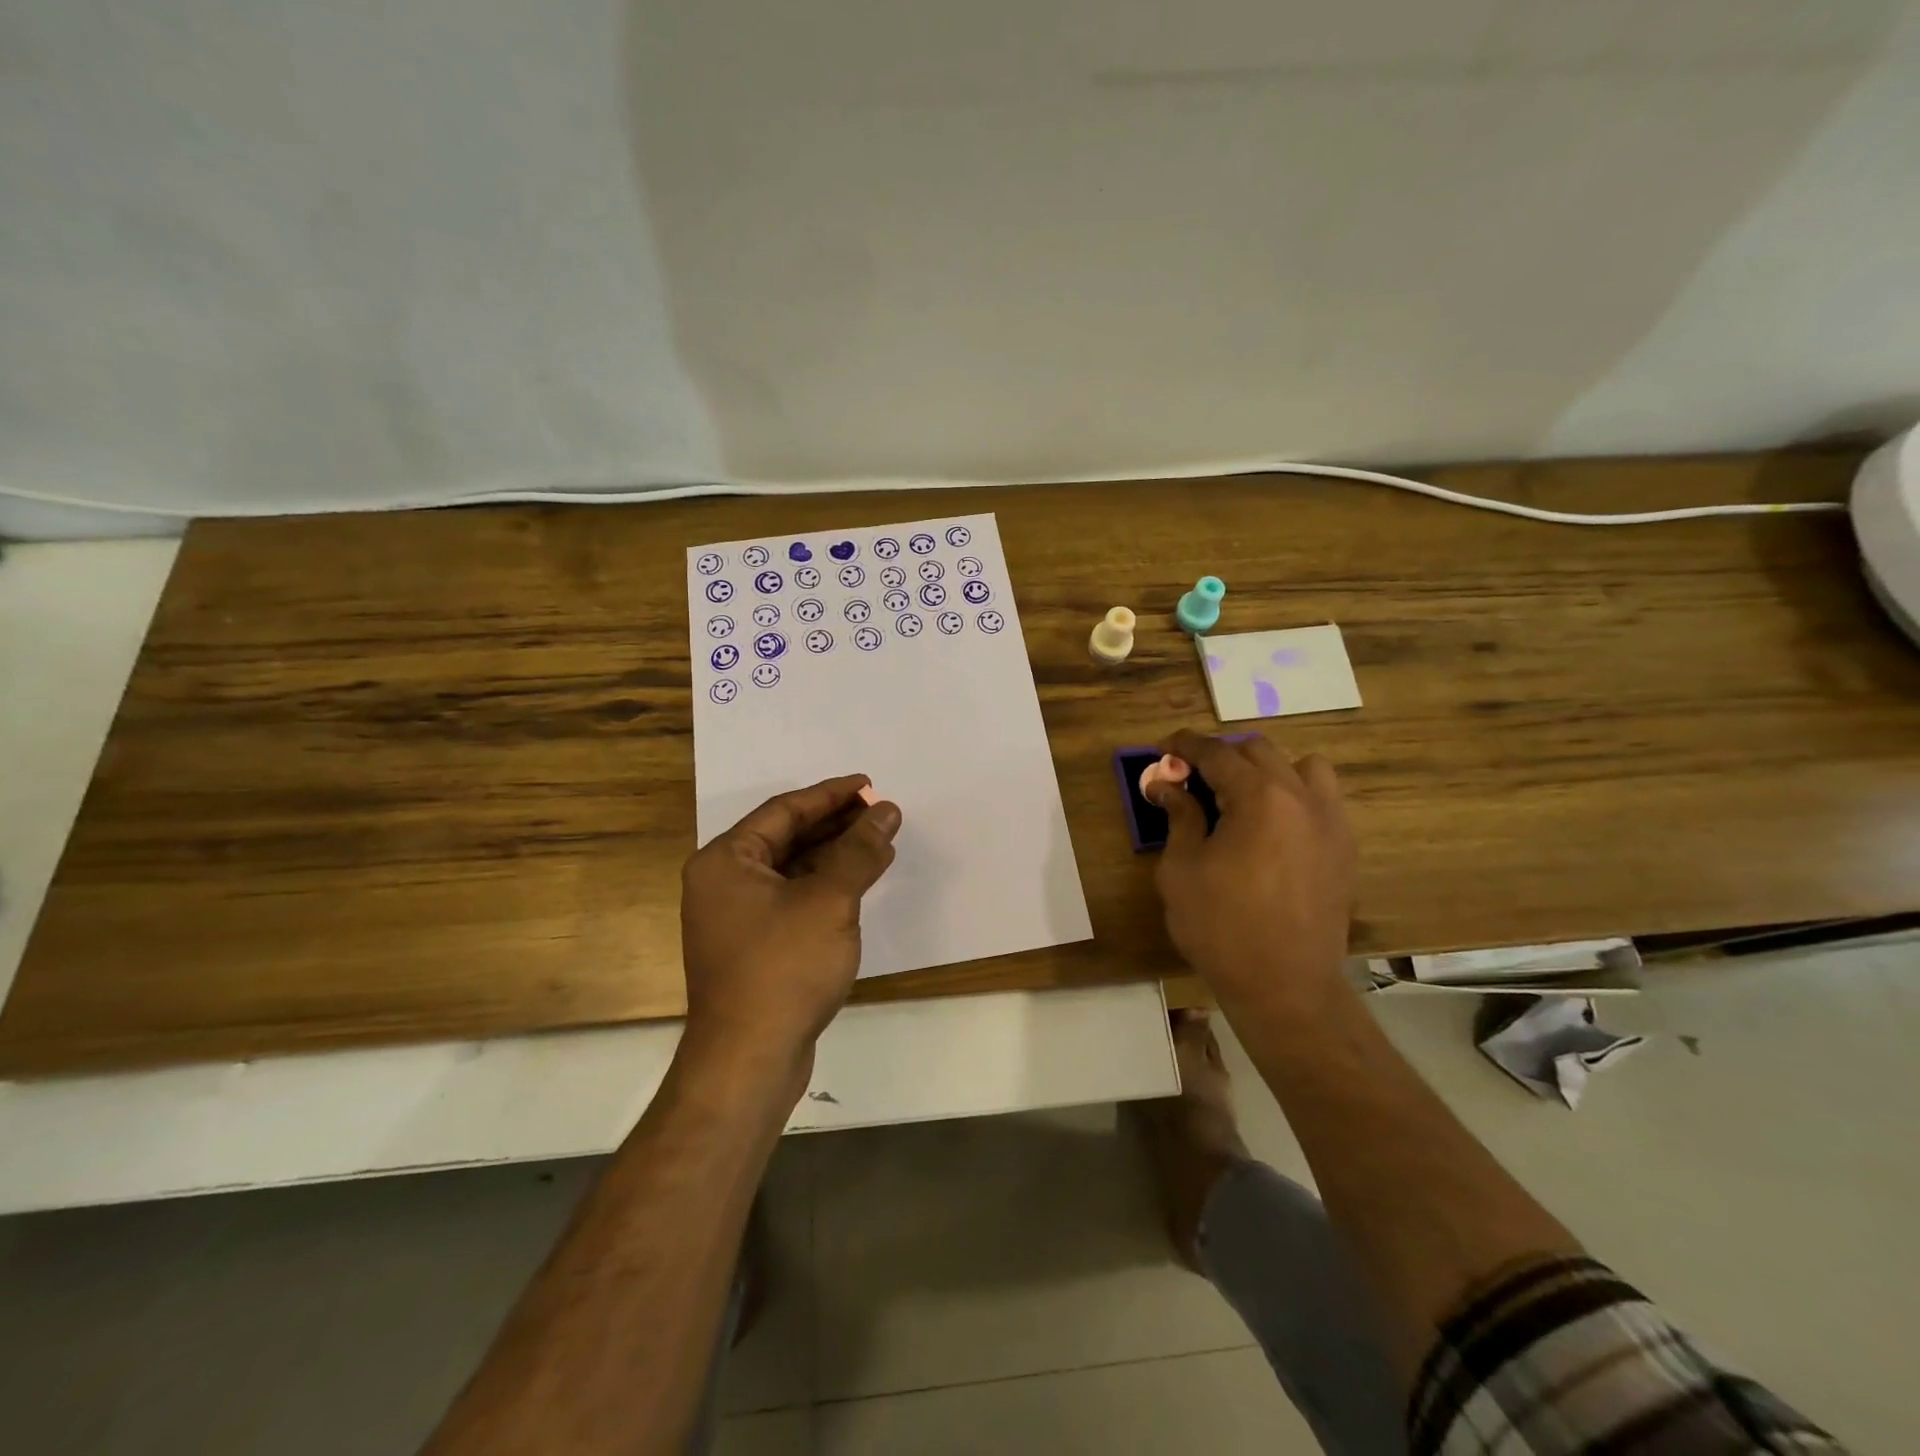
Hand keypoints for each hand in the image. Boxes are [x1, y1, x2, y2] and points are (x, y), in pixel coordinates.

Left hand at [680, 775, 901, 1073]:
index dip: (830, 795)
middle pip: (786, 837)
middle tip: (880, 813)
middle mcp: (723, 882)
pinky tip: (859, 884)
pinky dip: (825, 887)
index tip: (869, 785)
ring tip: (880, 844)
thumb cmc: (784, 968)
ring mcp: (736, 917)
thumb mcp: (829, 900)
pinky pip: (792, 899)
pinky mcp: (753, 947)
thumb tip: (886, 811)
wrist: (750, 1061)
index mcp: (726, 861)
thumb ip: (859, 850)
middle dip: (836, 824)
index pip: (784, 810)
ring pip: (792, 870)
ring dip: (835, 855)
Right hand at [1148, 730, 1356, 1017]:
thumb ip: (1179, 817)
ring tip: (1241, 795)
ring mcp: (1330, 821)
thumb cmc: (1221, 927)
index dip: (1184, 745)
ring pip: (1302, 767)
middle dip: (1221, 755)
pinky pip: (1321, 800)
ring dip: (1267, 769)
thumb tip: (1166, 785)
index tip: (1162, 748)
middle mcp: (1301, 797)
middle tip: (1191, 777)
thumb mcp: (1182, 869)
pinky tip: (1272, 826)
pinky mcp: (1344, 848)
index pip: (1217, 753)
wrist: (1285, 986)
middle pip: (1258, 752)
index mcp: (1259, 797)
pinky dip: (1294, 795)